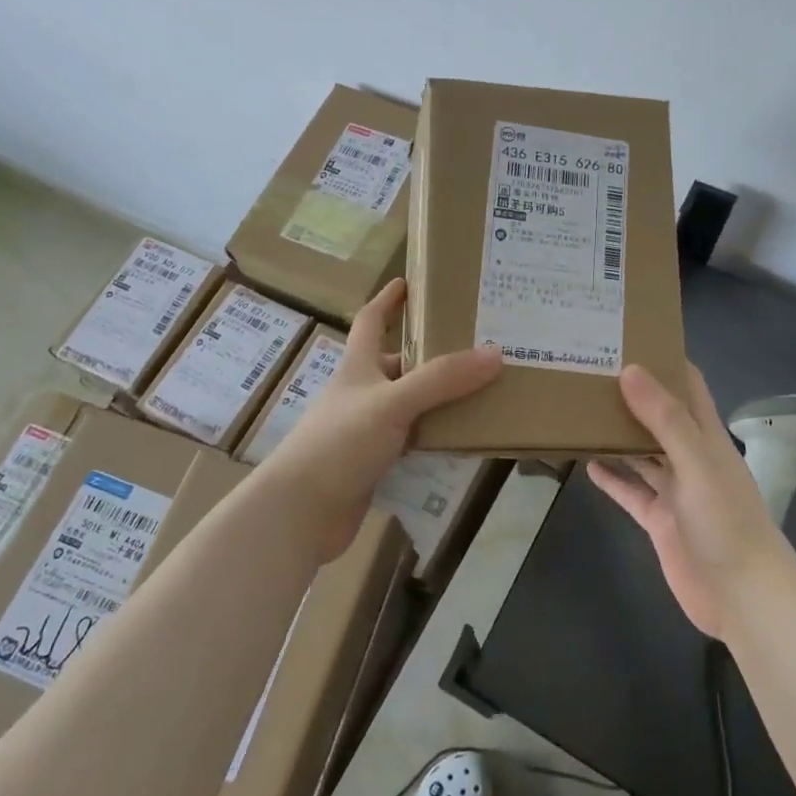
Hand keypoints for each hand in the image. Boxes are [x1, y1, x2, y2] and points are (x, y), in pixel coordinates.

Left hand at [266, 278, 501, 559]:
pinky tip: (463, 440)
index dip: (387, 300)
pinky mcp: (374, 464)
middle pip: (399, 364)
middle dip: (432, 355)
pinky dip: (435, 438)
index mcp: (357, 367)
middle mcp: (361, 393)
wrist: (301, 512)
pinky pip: (413, 442)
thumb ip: (442, 379)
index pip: (370, 320)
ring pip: (410, 406)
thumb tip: (495, 353)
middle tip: (476, 347)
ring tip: (483, 391)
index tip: (409, 282)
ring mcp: (366, 430)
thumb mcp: (393, 402)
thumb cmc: (340, 442)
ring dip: (440, 400)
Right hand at [588, 363, 787, 640]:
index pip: (688, 386)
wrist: (743, 597)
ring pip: (641, 453)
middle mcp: (690, 457)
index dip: (664, 360)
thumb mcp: (697, 462)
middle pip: (659, 416)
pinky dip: (612, 478)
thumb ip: (664, 418)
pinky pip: (631, 492)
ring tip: (581, 410)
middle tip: (590, 371)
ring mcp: (675, 490)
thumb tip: (630, 370)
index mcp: (706, 436)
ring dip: (617, 434)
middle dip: (631, 395)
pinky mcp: (659, 520)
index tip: (628, 338)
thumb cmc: (726, 521)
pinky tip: (587, 463)